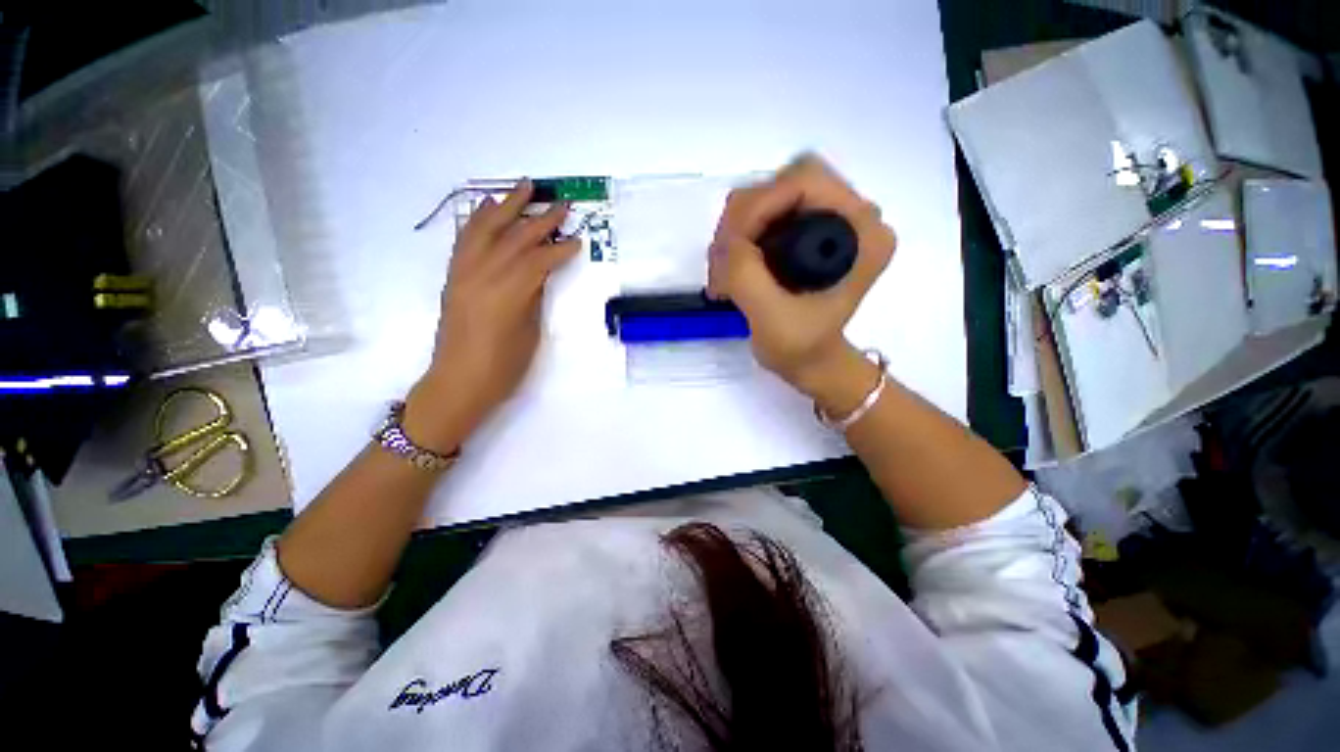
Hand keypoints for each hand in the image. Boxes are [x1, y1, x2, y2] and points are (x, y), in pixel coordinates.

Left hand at [405, 180, 579, 451]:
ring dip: (507, 206)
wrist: (458, 383)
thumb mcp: (529, 333)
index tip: (578, 239)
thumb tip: (540, 273)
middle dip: (540, 220)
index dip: (560, 249)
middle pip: (514, 239)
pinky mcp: (453, 277)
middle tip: (560, 204)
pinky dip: (478, 220)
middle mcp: (481, 276)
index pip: (537, 261)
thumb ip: (534, 297)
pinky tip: (487, 207)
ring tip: (524, 187)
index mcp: (506, 295)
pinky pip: (465, 240)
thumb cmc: (502, 368)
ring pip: (486, 230)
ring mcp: (463, 274)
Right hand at [708, 155, 895, 395]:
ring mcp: (830, 221)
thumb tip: (725, 240)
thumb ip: (746, 274)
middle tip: (723, 262)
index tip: (733, 250)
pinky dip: (740, 236)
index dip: (759, 207)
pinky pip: (765, 214)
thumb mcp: (770, 318)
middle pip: (784, 182)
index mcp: (863, 234)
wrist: (811, 362)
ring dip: (737, 229)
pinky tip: (731, 267)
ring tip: (724, 271)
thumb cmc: (800, 349)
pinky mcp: (809, 232)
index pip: (805, 181)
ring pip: (769, 196)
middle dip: (743, 219)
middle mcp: (853, 217)